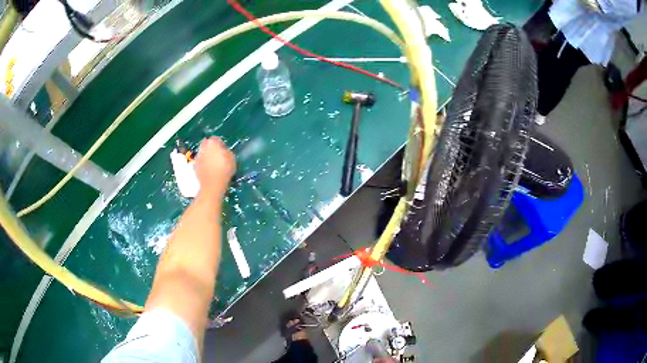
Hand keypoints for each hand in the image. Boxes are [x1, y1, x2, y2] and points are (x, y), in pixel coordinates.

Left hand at [194, 137, 235, 196]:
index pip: (216, 139)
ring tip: (214, 163)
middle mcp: (203, 147)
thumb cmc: (224, 170)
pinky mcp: (194, 166)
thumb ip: (227, 151)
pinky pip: (200, 161)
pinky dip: (203, 163)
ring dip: (207, 155)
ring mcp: (198, 157)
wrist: (212, 185)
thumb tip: (223, 150)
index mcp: (212, 143)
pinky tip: (209, 170)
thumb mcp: (232, 158)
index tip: (224, 150)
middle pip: (207, 144)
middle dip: (211, 148)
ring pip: (203, 152)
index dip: (221, 144)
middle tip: (218, 155)